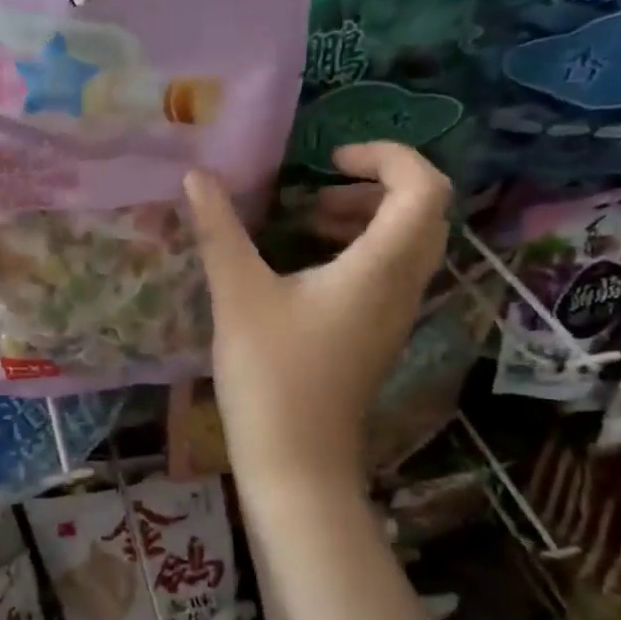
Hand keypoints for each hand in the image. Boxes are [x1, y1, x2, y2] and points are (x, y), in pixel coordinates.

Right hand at [185, 143, 450, 494]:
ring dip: (366, 219)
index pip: (424, 188)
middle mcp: (403, 286)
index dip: (387, 157)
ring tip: (308, 220)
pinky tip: (306, 266)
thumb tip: (196, 176)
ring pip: (408, 246)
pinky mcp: (377, 337)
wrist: (296, 462)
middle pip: (424, 214)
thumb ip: (219, 230)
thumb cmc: (271, 374)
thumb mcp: (238, 294)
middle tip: (320, 188)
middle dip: (376, 185)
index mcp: (381, 267)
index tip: (329, 160)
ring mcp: (395, 315)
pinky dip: (359, 251)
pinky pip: (389, 274)